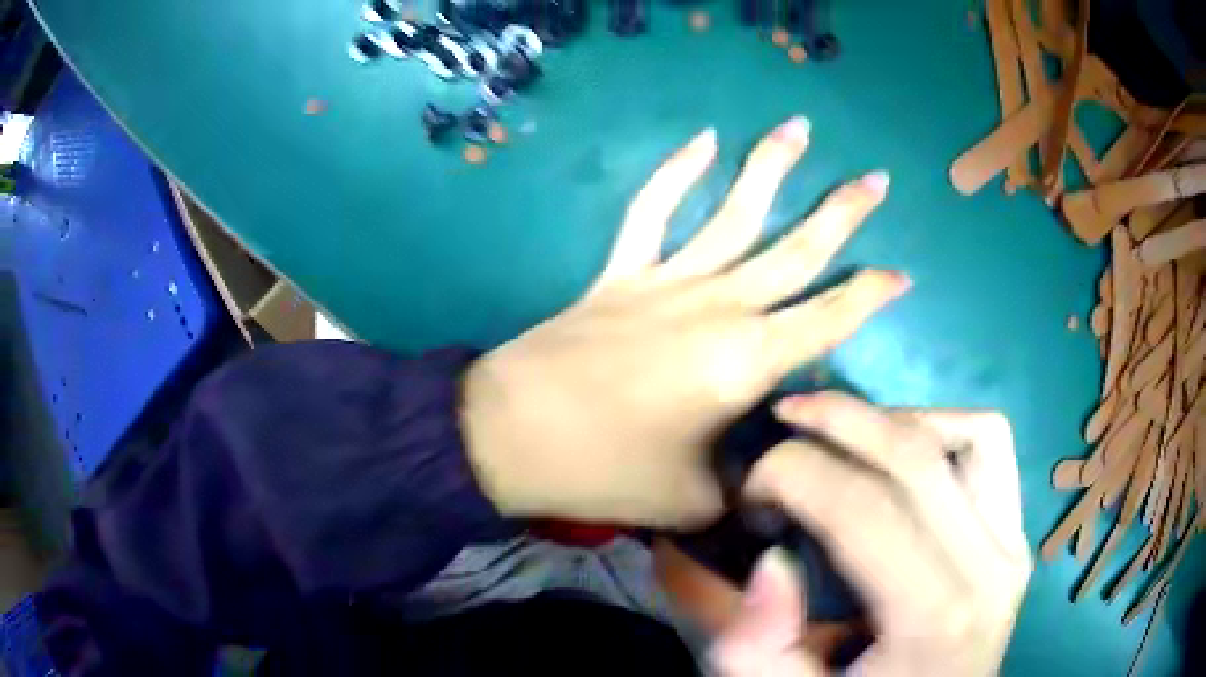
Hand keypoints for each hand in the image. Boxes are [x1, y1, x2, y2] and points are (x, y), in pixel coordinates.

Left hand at [460, 117, 908, 525]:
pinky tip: (702, 140)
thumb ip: (743, 493)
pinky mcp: (622, 272)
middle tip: (876, 179)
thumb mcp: (692, 502)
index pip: (828, 317)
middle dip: (843, 213)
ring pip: (733, 213)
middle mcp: (717, 306)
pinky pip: (652, 211)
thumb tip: (771, 488)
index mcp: (745, 361)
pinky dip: (675, 172)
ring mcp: (667, 280)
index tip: (903, 275)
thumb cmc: (605, 471)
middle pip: (796, 248)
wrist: (512, 434)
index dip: (871, 296)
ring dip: (769, 167)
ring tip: (798, 127)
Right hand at [712, 394, 1030, 675]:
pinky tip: (904, 457)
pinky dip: (946, 430)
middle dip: (835, 420)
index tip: (747, 492)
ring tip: (845, 437)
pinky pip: (993, 450)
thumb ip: (759, 647)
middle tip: (782, 421)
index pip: (864, 507)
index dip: (793, 473)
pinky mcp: (1015, 537)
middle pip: (915, 454)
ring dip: (898, 420)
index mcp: (936, 618)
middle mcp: (988, 567)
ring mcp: (1012, 545)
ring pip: (970, 433)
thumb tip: (773, 558)